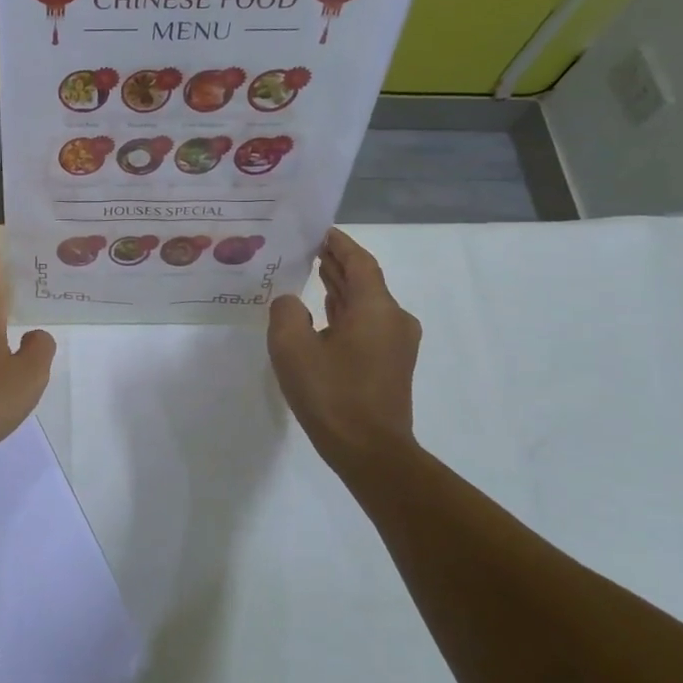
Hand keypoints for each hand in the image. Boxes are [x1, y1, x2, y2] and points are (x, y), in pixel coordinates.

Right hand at [267, 229, 422, 469]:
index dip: (338, 243)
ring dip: (340, 288)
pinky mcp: (390, 364)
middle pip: (364, 280)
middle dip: (336, 263)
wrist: (370, 451)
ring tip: (310, 273)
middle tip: (306, 248)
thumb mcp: (292, 348)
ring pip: (365, 303)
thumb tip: (291, 302)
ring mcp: (396, 343)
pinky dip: (345, 312)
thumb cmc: (331, 394)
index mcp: (376, 308)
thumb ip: (286, 312)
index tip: (317, 230)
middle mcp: (393, 319)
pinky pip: (366, 324)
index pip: (358, 262)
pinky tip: (323, 314)